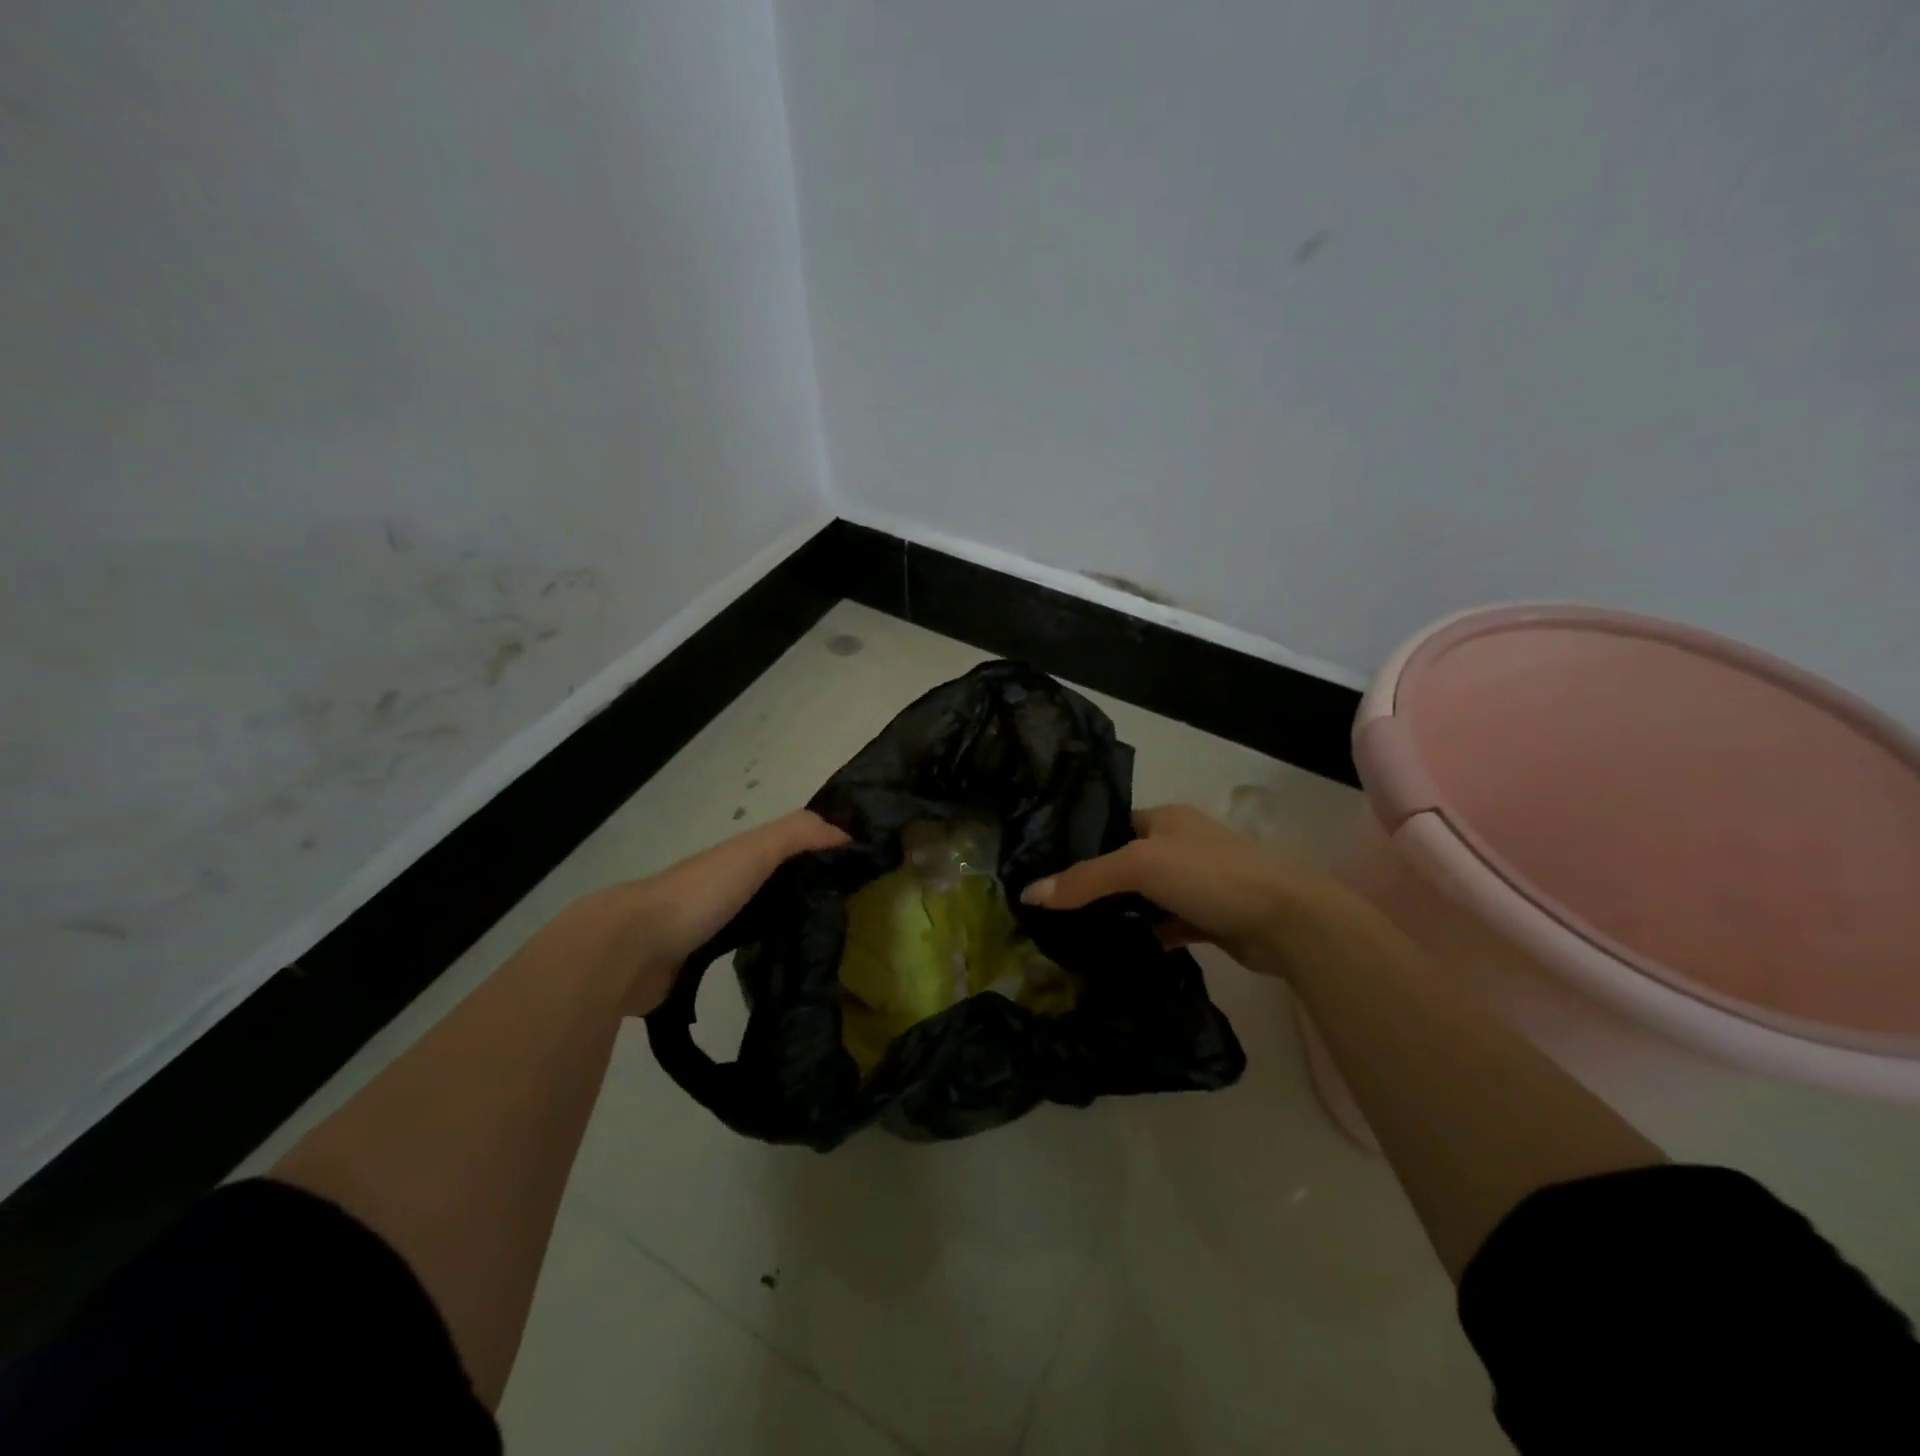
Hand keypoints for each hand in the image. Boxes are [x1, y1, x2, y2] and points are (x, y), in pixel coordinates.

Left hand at [571, 810, 847, 1014]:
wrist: (630, 948)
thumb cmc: (699, 893)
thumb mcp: (755, 852)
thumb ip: (797, 834)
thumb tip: (846, 833)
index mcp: (733, 861)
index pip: (784, 853)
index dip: (815, 856)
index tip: (854, 873)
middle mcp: (719, 891)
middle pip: (767, 888)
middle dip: (799, 896)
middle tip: (845, 919)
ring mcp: (700, 931)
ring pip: (749, 924)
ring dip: (775, 931)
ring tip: (818, 952)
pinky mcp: (690, 969)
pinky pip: (731, 961)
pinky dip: (752, 962)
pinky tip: (776, 977)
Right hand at [1020, 803, 1354, 974]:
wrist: (1286, 920)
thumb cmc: (1209, 875)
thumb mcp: (1139, 866)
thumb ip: (1085, 879)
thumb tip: (1029, 894)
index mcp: (1167, 819)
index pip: (1114, 826)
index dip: (1084, 845)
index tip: (1051, 872)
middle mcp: (1183, 845)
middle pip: (1129, 863)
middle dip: (1100, 884)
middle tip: (1059, 908)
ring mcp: (1199, 883)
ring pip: (1149, 897)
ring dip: (1125, 913)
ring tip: (1080, 932)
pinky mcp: (1211, 918)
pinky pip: (1169, 924)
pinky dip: (1150, 935)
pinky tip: (1123, 951)